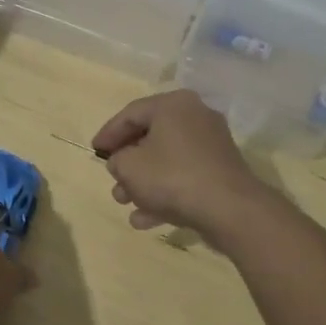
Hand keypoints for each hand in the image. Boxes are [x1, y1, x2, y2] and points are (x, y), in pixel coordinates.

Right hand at [91, 89, 269, 236]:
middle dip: (127, 163)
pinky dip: (164, 193)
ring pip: (167, 160)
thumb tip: (122, 161)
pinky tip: (145, 219)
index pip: (131, 114)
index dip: (108, 134)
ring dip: (143, 182)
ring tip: (124, 202)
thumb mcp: (130, 166)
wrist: (230, 210)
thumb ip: (117, 160)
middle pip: (150, 137)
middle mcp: (195, 117)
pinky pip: (184, 177)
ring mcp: (212, 145)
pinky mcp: (221, 172)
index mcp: (173, 105)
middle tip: (112, 179)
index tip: (94, 151)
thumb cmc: (172, 177)